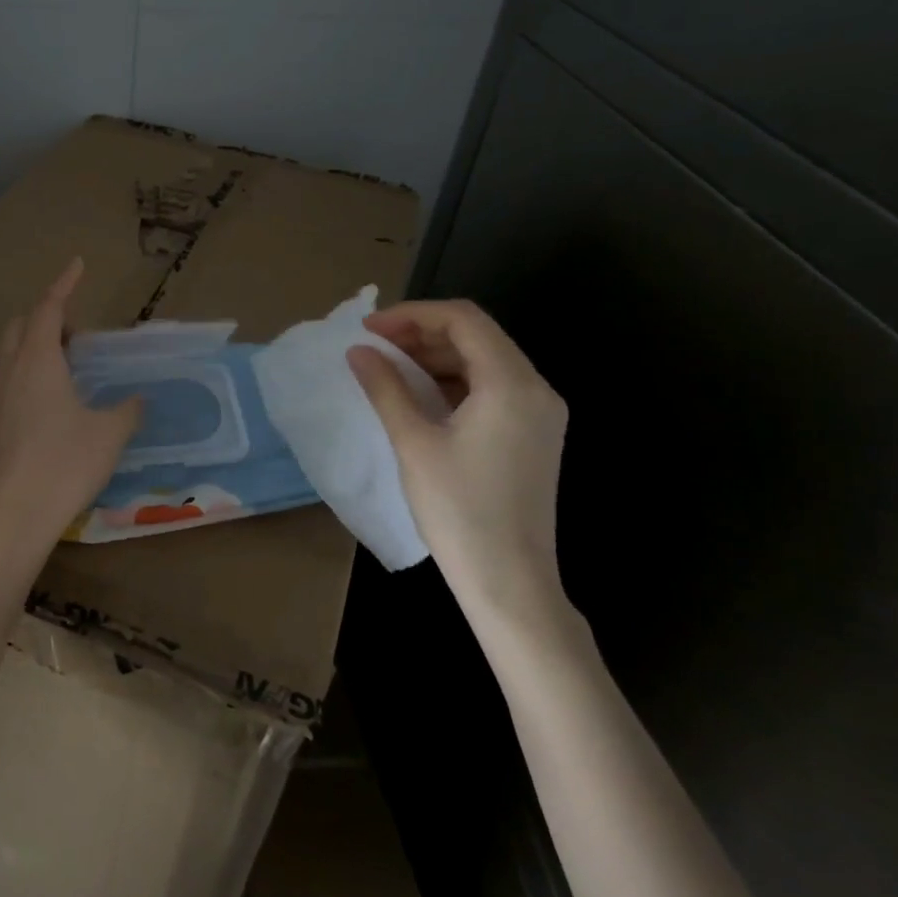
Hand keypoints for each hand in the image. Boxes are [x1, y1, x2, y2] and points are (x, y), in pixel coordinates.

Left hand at [0, 259, 142, 553]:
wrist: (20, 511)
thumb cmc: (68, 463)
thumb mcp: (111, 433)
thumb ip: (127, 410)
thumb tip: (139, 399)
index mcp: (40, 360)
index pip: (50, 308)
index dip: (64, 284)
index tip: (77, 265)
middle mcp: (8, 368)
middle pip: (20, 325)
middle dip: (46, 318)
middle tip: (74, 338)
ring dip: (16, 343)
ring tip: (40, 360)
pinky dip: (0, 371)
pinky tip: (14, 393)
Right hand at [346, 300, 569, 635]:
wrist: (510, 582)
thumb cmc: (459, 509)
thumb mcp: (413, 442)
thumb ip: (385, 387)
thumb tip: (358, 351)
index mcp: (512, 384)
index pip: (463, 320)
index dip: (411, 315)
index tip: (368, 330)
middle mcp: (536, 389)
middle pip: (476, 335)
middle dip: (421, 332)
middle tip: (373, 347)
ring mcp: (540, 413)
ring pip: (484, 359)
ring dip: (435, 355)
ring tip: (388, 368)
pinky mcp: (534, 434)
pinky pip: (492, 387)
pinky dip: (453, 380)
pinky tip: (418, 395)